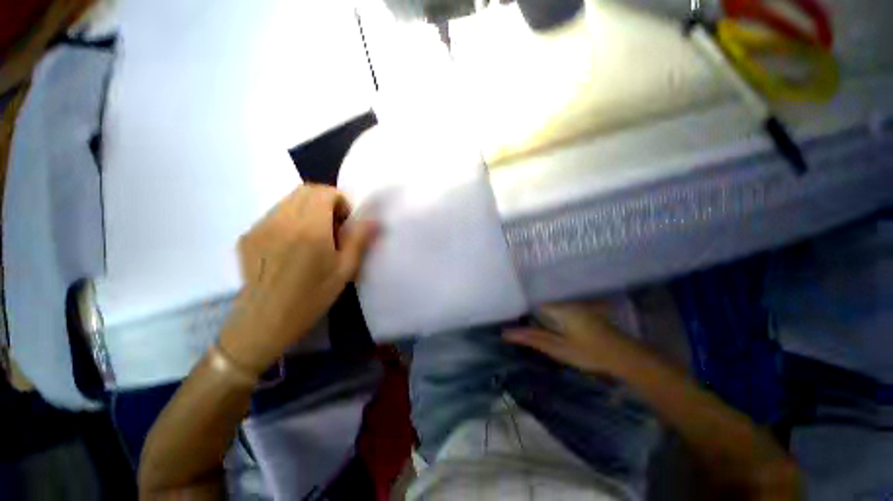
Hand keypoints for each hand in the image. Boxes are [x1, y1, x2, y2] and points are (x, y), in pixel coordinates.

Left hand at [220, 185, 377, 373]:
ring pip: (288, 201)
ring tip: (314, 237)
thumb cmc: (312, 297)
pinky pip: (274, 214)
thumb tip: (374, 220)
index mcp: (309, 228)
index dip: (340, 201)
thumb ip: (359, 239)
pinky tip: (293, 245)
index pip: (324, 192)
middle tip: (333, 227)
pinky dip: (290, 219)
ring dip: (307, 209)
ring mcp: (260, 226)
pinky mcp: (248, 235)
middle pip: (305, 191)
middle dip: (325, 202)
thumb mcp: (345, 270)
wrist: (265, 321)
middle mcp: (282, 220)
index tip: (345, 223)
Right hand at [503, 302, 641, 375]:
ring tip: (522, 314)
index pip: (531, 299)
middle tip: (511, 313)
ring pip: (548, 301)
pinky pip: (557, 304)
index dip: (518, 305)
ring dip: (536, 308)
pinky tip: (543, 318)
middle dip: (526, 306)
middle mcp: (565, 300)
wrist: (624, 356)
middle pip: (539, 299)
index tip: (506, 310)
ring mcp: (574, 302)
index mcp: (558, 307)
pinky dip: (547, 310)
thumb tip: (506, 333)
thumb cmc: (590, 352)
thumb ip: (533, 338)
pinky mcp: (580, 308)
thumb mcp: (559, 348)